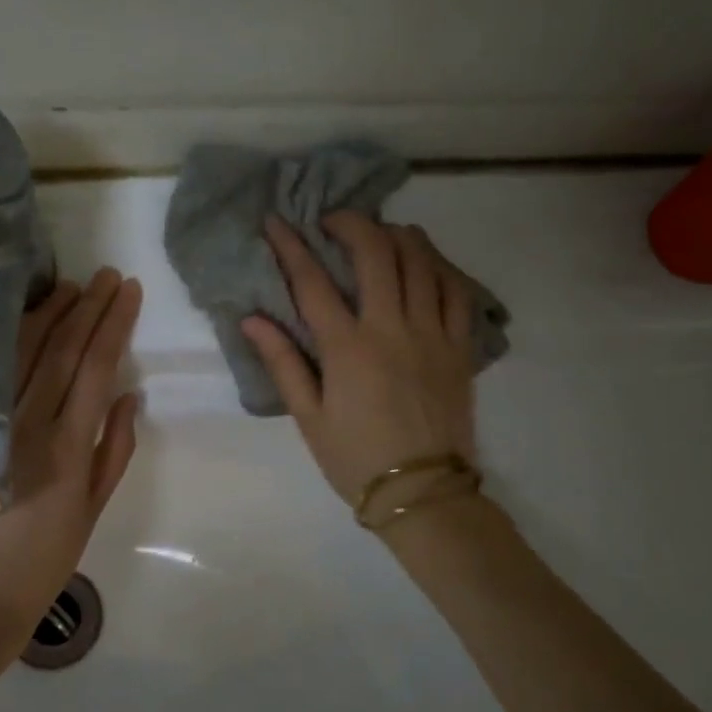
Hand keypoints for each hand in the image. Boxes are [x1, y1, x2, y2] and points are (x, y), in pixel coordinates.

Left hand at [0, 269, 142, 679]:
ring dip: (49, 313)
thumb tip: (130, 394)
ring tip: (71, 286)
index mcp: (67, 447)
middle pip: (61, 351)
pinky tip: (25, 317)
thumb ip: (115, 448)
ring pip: (22, 353)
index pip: (96, 369)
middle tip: (106, 276)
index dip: (114, 325)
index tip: (128, 292)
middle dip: (87, 308)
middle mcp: (28, 425)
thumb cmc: (47, 557)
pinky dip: (10, 338)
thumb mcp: (95, 508)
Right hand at [242, 212, 476, 506]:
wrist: (422, 492)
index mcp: (348, 349)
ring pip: (422, 261)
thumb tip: (251, 320)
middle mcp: (392, 329)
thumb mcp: (309, 417)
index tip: (275, 222)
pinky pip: (457, 290)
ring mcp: (433, 334)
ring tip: (380, 233)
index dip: (290, 246)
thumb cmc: (355, 458)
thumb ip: (283, 363)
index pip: (312, 283)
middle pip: (376, 253)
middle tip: (333, 220)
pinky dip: (439, 266)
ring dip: (398, 235)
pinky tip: (426, 264)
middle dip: (351, 223)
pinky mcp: (461, 346)